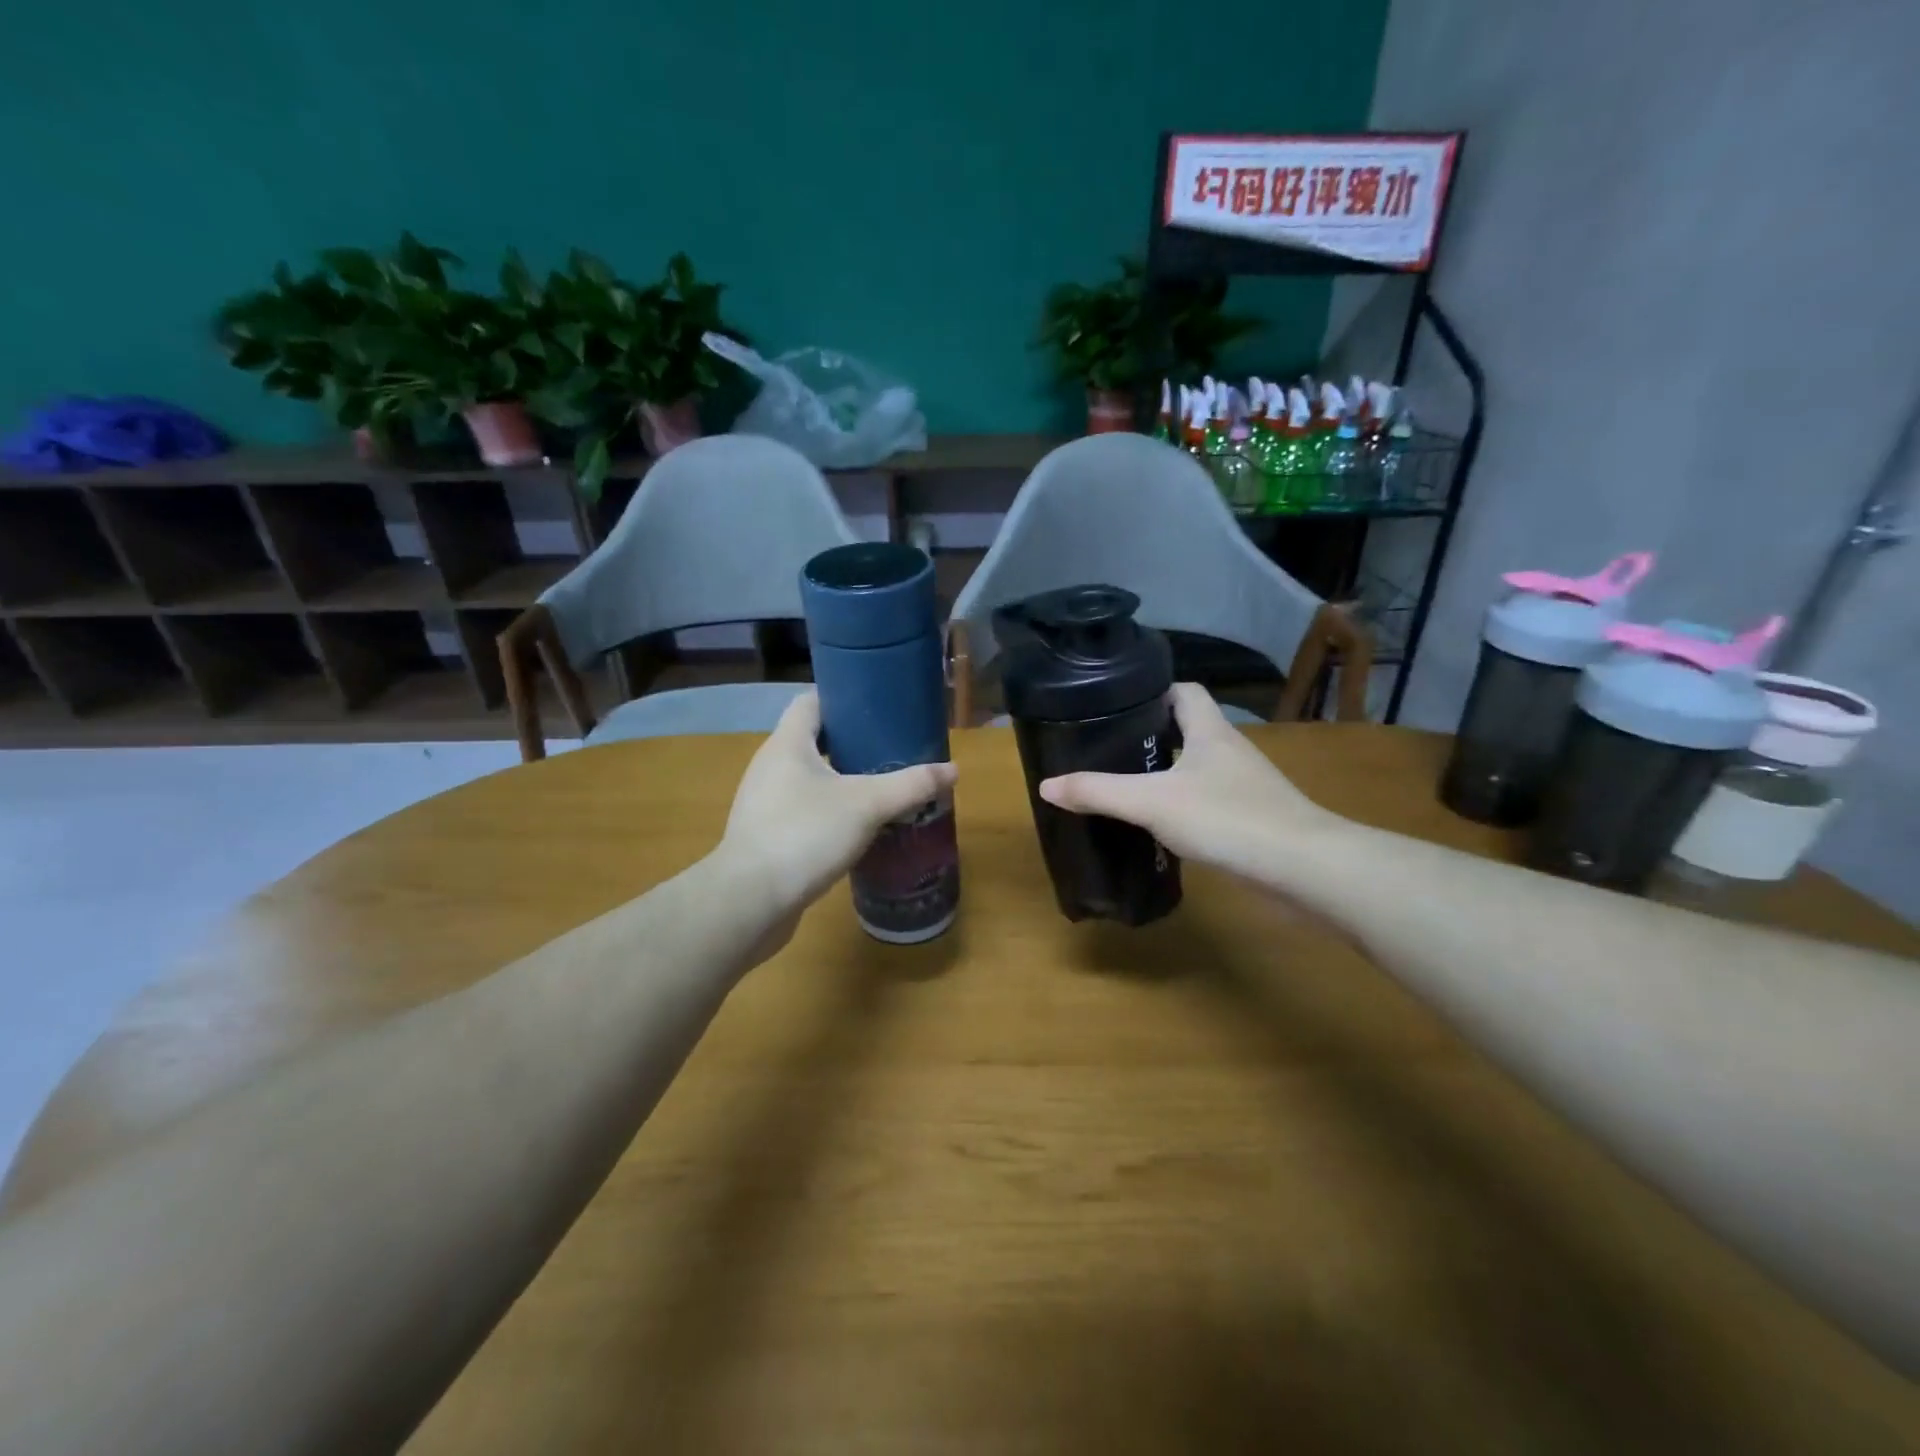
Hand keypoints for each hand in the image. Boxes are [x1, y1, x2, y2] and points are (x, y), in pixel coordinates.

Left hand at [721, 691, 957, 922]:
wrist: (750, 901)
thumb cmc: (805, 834)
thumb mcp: (867, 805)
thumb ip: (911, 786)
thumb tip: (953, 770)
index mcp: (788, 744)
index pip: (811, 702)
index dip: (842, 698)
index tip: (877, 709)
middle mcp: (770, 766)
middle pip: (814, 741)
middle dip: (852, 745)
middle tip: (891, 752)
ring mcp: (764, 803)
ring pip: (810, 780)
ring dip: (843, 782)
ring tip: (881, 790)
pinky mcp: (767, 836)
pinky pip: (804, 812)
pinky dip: (831, 814)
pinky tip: (858, 831)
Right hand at [1038, 683, 1338, 886]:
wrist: (1300, 867)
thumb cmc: (1226, 817)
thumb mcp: (1151, 802)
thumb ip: (1098, 792)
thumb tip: (1047, 785)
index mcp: (1210, 731)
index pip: (1184, 691)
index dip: (1153, 691)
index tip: (1117, 705)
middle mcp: (1229, 750)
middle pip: (1188, 728)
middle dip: (1151, 735)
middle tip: (1109, 748)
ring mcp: (1244, 785)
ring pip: (1198, 767)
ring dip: (1167, 772)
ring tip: (1126, 784)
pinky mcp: (1251, 817)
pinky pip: (1209, 800)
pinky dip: (1184, 805)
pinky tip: (1161, 825)